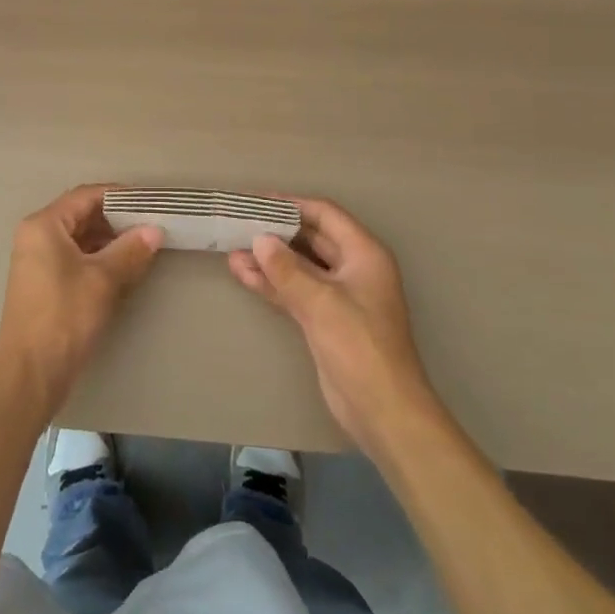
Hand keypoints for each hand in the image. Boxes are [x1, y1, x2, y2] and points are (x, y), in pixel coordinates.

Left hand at [0, 185, 163, 417]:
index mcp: (44, 225)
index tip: (148, 202)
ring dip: (109, 241)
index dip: (118, 196)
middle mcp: (36, 236)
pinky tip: (123, 269)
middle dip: (116, 220)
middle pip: (81, 215)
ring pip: (79, 238)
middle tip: (150, 225)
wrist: (30, 375)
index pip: (85, 196)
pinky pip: (74, 258)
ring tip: (143, 246)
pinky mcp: (43, 283)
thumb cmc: (64, 317)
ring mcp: (37, 261)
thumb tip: (154, 230)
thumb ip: (130, 250)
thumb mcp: (102, 280)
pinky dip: (98, 259)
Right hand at [228, 197, 438, 455]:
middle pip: (311, 238)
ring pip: (299, 267)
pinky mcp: (325, 320)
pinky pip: (295, 291)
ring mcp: (339, 296)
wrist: (383, 412)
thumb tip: (259, 240)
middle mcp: (353, 268)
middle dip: (276, 232)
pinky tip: (243, 274)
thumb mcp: (321, 302)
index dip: (291, 204)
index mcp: (364, 254)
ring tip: (231, 249)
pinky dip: (272, 283)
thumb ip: (287, 269)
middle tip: (239, 223)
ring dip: (269, 259)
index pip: (324, 215)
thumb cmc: (359, 346)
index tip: (256, 201)